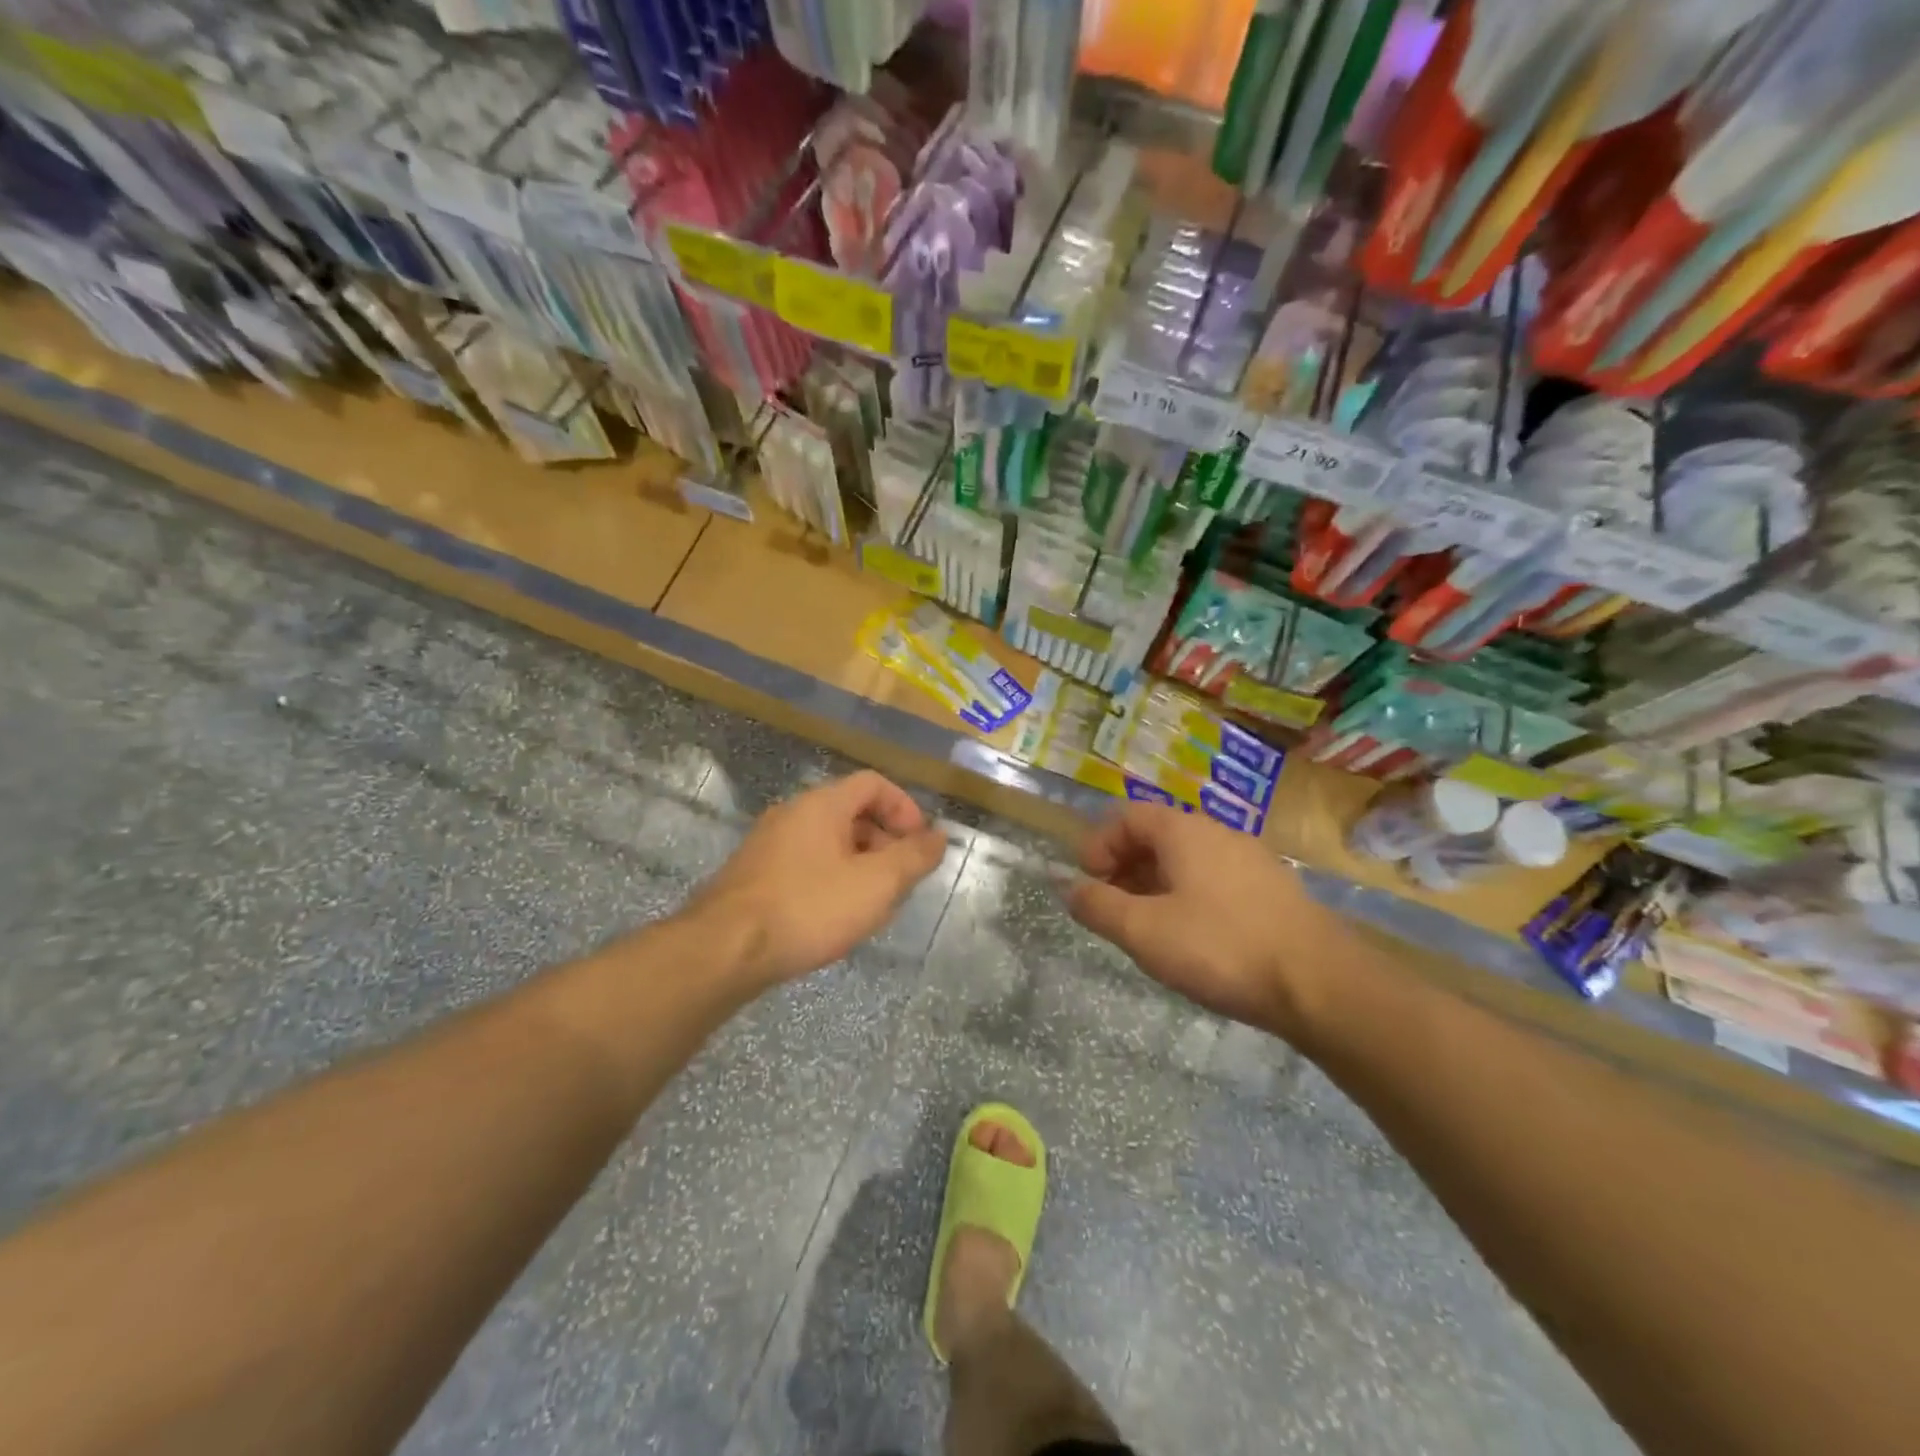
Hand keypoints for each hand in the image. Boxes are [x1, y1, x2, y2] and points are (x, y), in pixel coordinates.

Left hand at [692, 771, 948, 988]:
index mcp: (822, 804)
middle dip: (884, 841)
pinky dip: (830, 879)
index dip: (904, 808)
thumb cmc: (809, 908)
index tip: (920, 844)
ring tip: (872, 905)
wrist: (724, 950)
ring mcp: (767, 844)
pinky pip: (804, 864)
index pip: (873, 783)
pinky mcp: (752, 875)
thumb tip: (939, 837)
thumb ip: (913, 857)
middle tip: (900, 879)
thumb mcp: (876, 884)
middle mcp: (792, 814)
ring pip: (828, 842)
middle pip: (851, 812)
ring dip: (859, 864)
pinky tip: (833, 918)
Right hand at [1067, 803, 1332, 1040]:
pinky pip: (1213, 880)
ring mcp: (1250, 860)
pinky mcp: (1272, 890)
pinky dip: (1187, 897)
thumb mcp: (1144, 931)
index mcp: (1183, 831)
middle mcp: (1218, 833)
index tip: (1087, 883)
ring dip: (1154, 885)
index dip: (1098, 845)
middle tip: (1111, 909)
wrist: (1321, 985)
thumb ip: (1097, 905)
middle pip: (1156, 836)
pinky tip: (1191, 938)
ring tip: (1146, 928)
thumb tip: (1067, 886)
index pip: (1126, 817)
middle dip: (1123, 868)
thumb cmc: (1221, 948)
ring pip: (1186, 860)